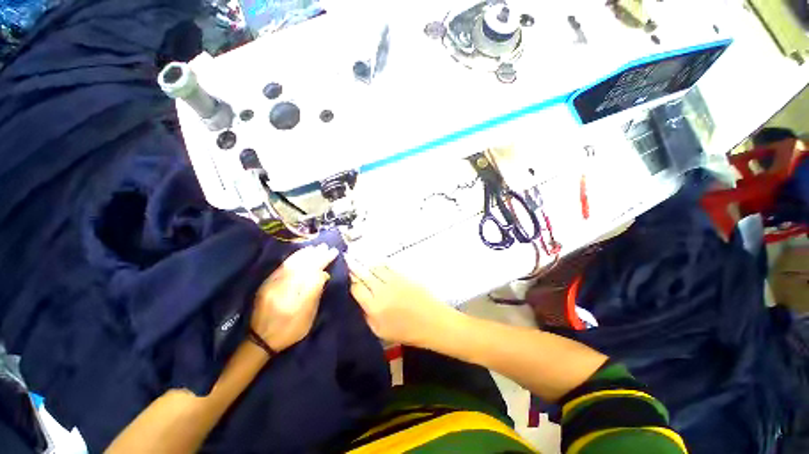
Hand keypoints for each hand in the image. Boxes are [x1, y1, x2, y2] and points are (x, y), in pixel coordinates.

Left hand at [251, 244, 338, 351]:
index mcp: (293, 298)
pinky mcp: (267, 284)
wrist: (262, 340)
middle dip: (315, 255)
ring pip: (290, 264)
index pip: (310, 272)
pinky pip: (282, 266)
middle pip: (301, 266)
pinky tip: (300, 253)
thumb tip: (323, 274)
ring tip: (315, 247)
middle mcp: (280, 288)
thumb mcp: (308, 317)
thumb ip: (315, 294)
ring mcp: (271, 285)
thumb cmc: (290, 330)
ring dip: (304, 254)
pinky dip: (293, 258)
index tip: (333, 253)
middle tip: (326, 247)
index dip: (322, 261)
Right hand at [346, 257, 454, 345]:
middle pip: (364, 274)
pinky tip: (375, 261)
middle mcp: (382, 291)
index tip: (345, 275)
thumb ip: (367, 315)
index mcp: (374, 307)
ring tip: (357, 256)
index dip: (349, 281)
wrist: (433, 322)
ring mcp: (394, 281)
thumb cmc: (407, 332)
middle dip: (353, 266)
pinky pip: (388, 266)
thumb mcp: (380, 332)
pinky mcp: (404, 275)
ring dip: (366, 262)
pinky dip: (379, 263)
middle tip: (346, 257)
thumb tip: (359, 300)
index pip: (356, 288)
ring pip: (375, 267)